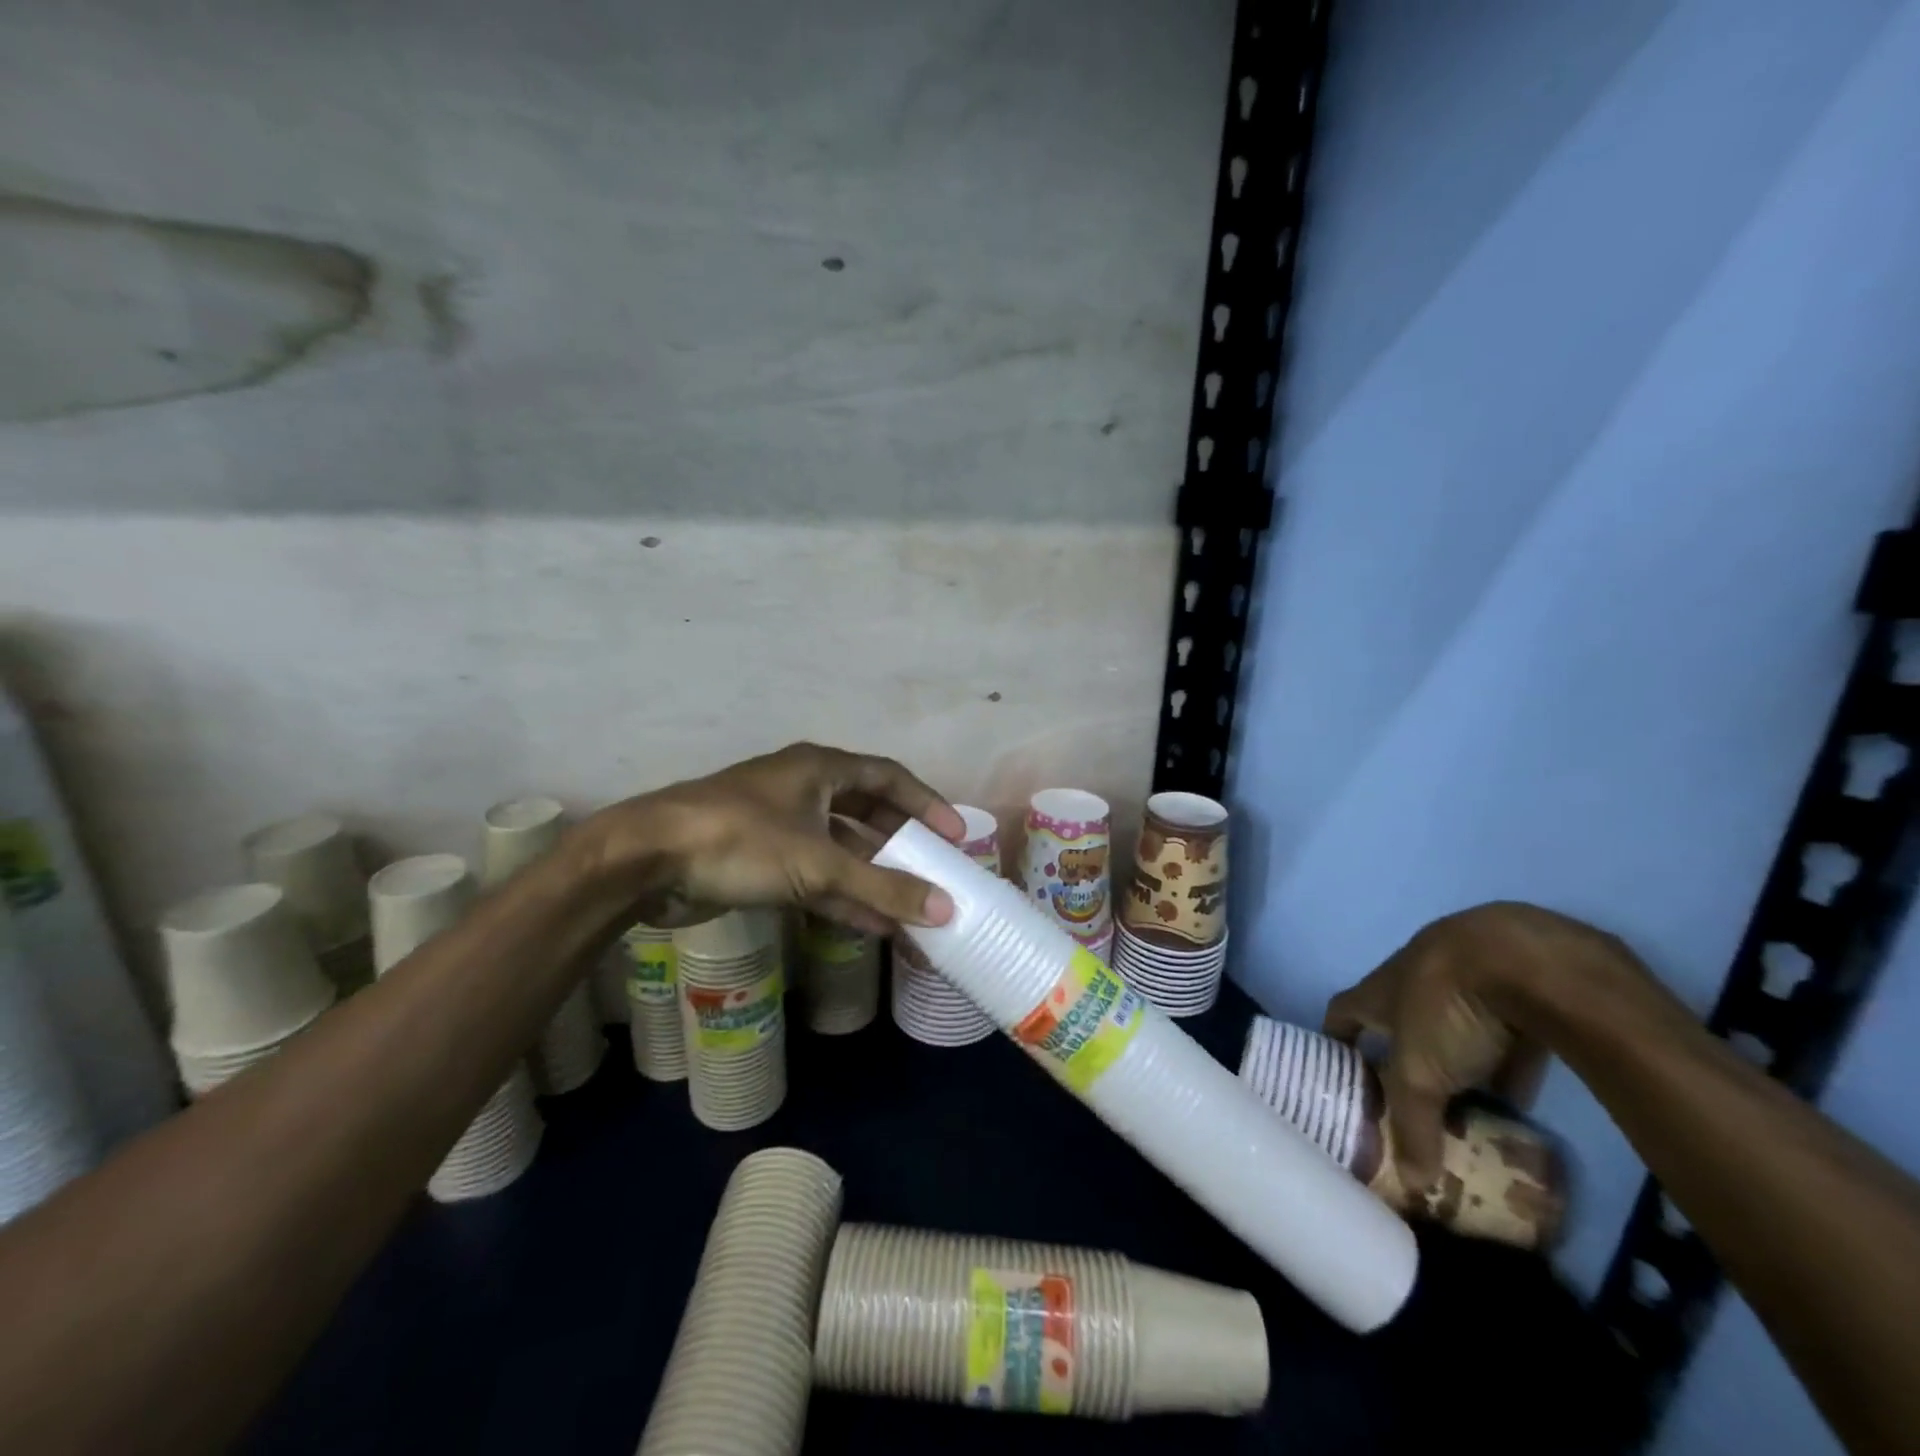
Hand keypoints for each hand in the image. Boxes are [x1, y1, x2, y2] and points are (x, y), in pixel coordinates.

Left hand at [588, 742, 965, 934]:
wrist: (647, 860)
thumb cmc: (740, 840)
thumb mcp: (818, 864)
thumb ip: (882, 888)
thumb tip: (945, 910)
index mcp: (821, 768)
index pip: (889, 777)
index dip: (925, 804)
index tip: (955, 835)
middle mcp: (804, 789)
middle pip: (868, 814)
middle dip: (901, 846)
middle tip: (936, 873)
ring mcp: (781, 825)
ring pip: (841, 851)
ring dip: (873, 880)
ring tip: (911, 912)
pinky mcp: (761, 860)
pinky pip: (815, 876)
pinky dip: (843, 898)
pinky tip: (872, 928)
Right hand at [1323, 901, 1636, 1189]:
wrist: (1522, 957)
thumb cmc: (1447, 1007)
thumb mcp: (1422, 1074)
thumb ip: (1413, 1124)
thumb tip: (1413, 1183)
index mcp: (1378, 991)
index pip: (1341, 1013)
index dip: (1336, 1041)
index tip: (1339, 1073)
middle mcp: (1412, 977)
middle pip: (1397, 1018)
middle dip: (1402, 1055)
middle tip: (1413, 1100)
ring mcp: (1464, 972)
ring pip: (1451, 1020)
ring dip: (1456, 1056)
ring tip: (1468, 1101)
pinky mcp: (1513, 979)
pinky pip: (1501, 1023)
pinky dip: (1505, 1055)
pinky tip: (1522, 1089)